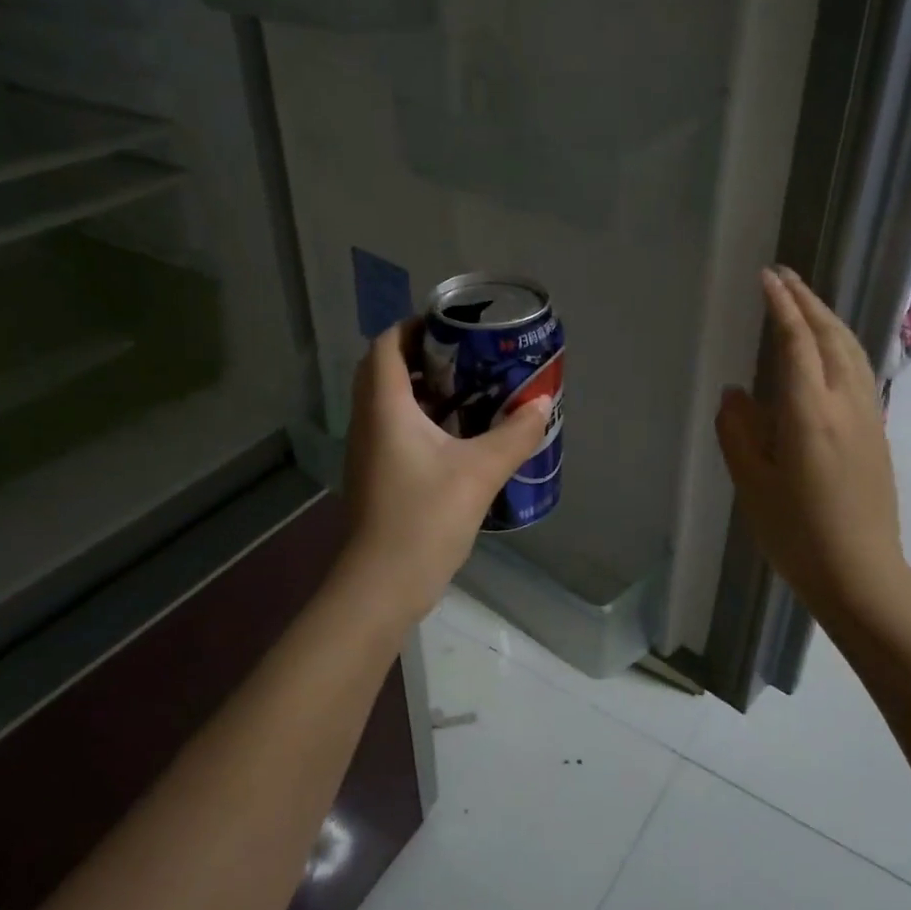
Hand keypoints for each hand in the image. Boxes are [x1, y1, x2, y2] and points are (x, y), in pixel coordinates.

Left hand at [341, 319, 553, 616]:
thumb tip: (542, 405)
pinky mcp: (376, 476)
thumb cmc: (425, 518)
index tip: (450, 325)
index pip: (386, 346)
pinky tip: (458, 437)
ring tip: (469, 391)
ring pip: (389, 402)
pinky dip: (421, 419)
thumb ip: (514, 435)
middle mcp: (368, 422)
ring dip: (422, 389)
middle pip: (385, 370)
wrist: (383, 584)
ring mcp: (368, 451)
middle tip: (466, 357)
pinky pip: (394, 430)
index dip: (412, 327)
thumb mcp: (480, 472)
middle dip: (422, 356)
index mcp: (385, 408)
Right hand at [716, 267, 910, 633]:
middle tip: (784, 275)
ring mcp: (868, 415)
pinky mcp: (878, 431)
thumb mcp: (752, 484)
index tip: (767, 277)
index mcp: (809, 413)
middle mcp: (845, 403)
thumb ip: (739, 432)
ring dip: (828, 317)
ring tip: (805, 300)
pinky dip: (841, 342)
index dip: (781, 306)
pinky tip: (830, 347)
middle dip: (807, 300)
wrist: (862, 574)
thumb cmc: (797, 533)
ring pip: (852, 349)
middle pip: (830, 336)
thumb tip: (735, 393)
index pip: (797, 342)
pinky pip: (859, 369)